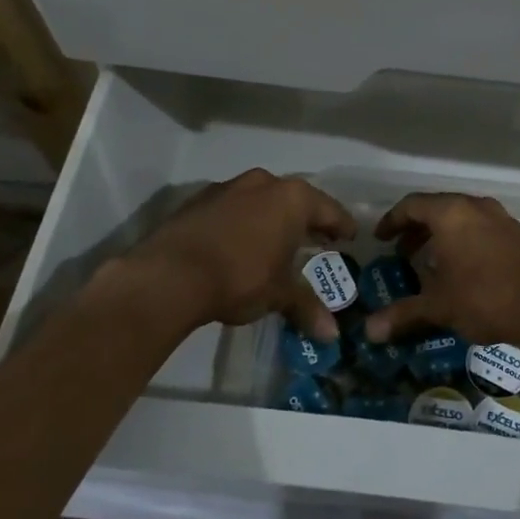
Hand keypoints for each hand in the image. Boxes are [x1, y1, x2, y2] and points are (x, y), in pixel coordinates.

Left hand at [114, 169, 356, 337]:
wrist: (169, 275)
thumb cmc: (239, 278)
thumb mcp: (278, 295)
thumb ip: (307, 307)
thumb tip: (332, 335)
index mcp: (292, 199)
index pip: (329, 210)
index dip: (342, 226)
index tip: (350, 237)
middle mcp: (264, 183)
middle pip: (296, 200)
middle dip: (306, 221)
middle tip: (316, 241)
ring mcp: (228, 187)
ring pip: (262, 200)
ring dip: (272, 218)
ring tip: (276, 243)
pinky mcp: (198, 200)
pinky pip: (233, 207)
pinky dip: (242, 222)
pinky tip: (239, 244)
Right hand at [362, 192, 519, 349]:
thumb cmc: (486, 297)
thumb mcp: (439, 306)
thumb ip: (404, 313)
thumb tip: (369, 331)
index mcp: (451, 213)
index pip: (412, 205)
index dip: (392, 221)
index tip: (380, 239)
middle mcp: (476, 207)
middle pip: (438, 208)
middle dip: (417, 230)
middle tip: (402, 253)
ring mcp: (502, 219)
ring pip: (462, 219)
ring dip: (442, 237)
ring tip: (430, 264)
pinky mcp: (519, 235)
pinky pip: (482, 229)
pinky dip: (464, 242)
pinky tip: (463, 271)